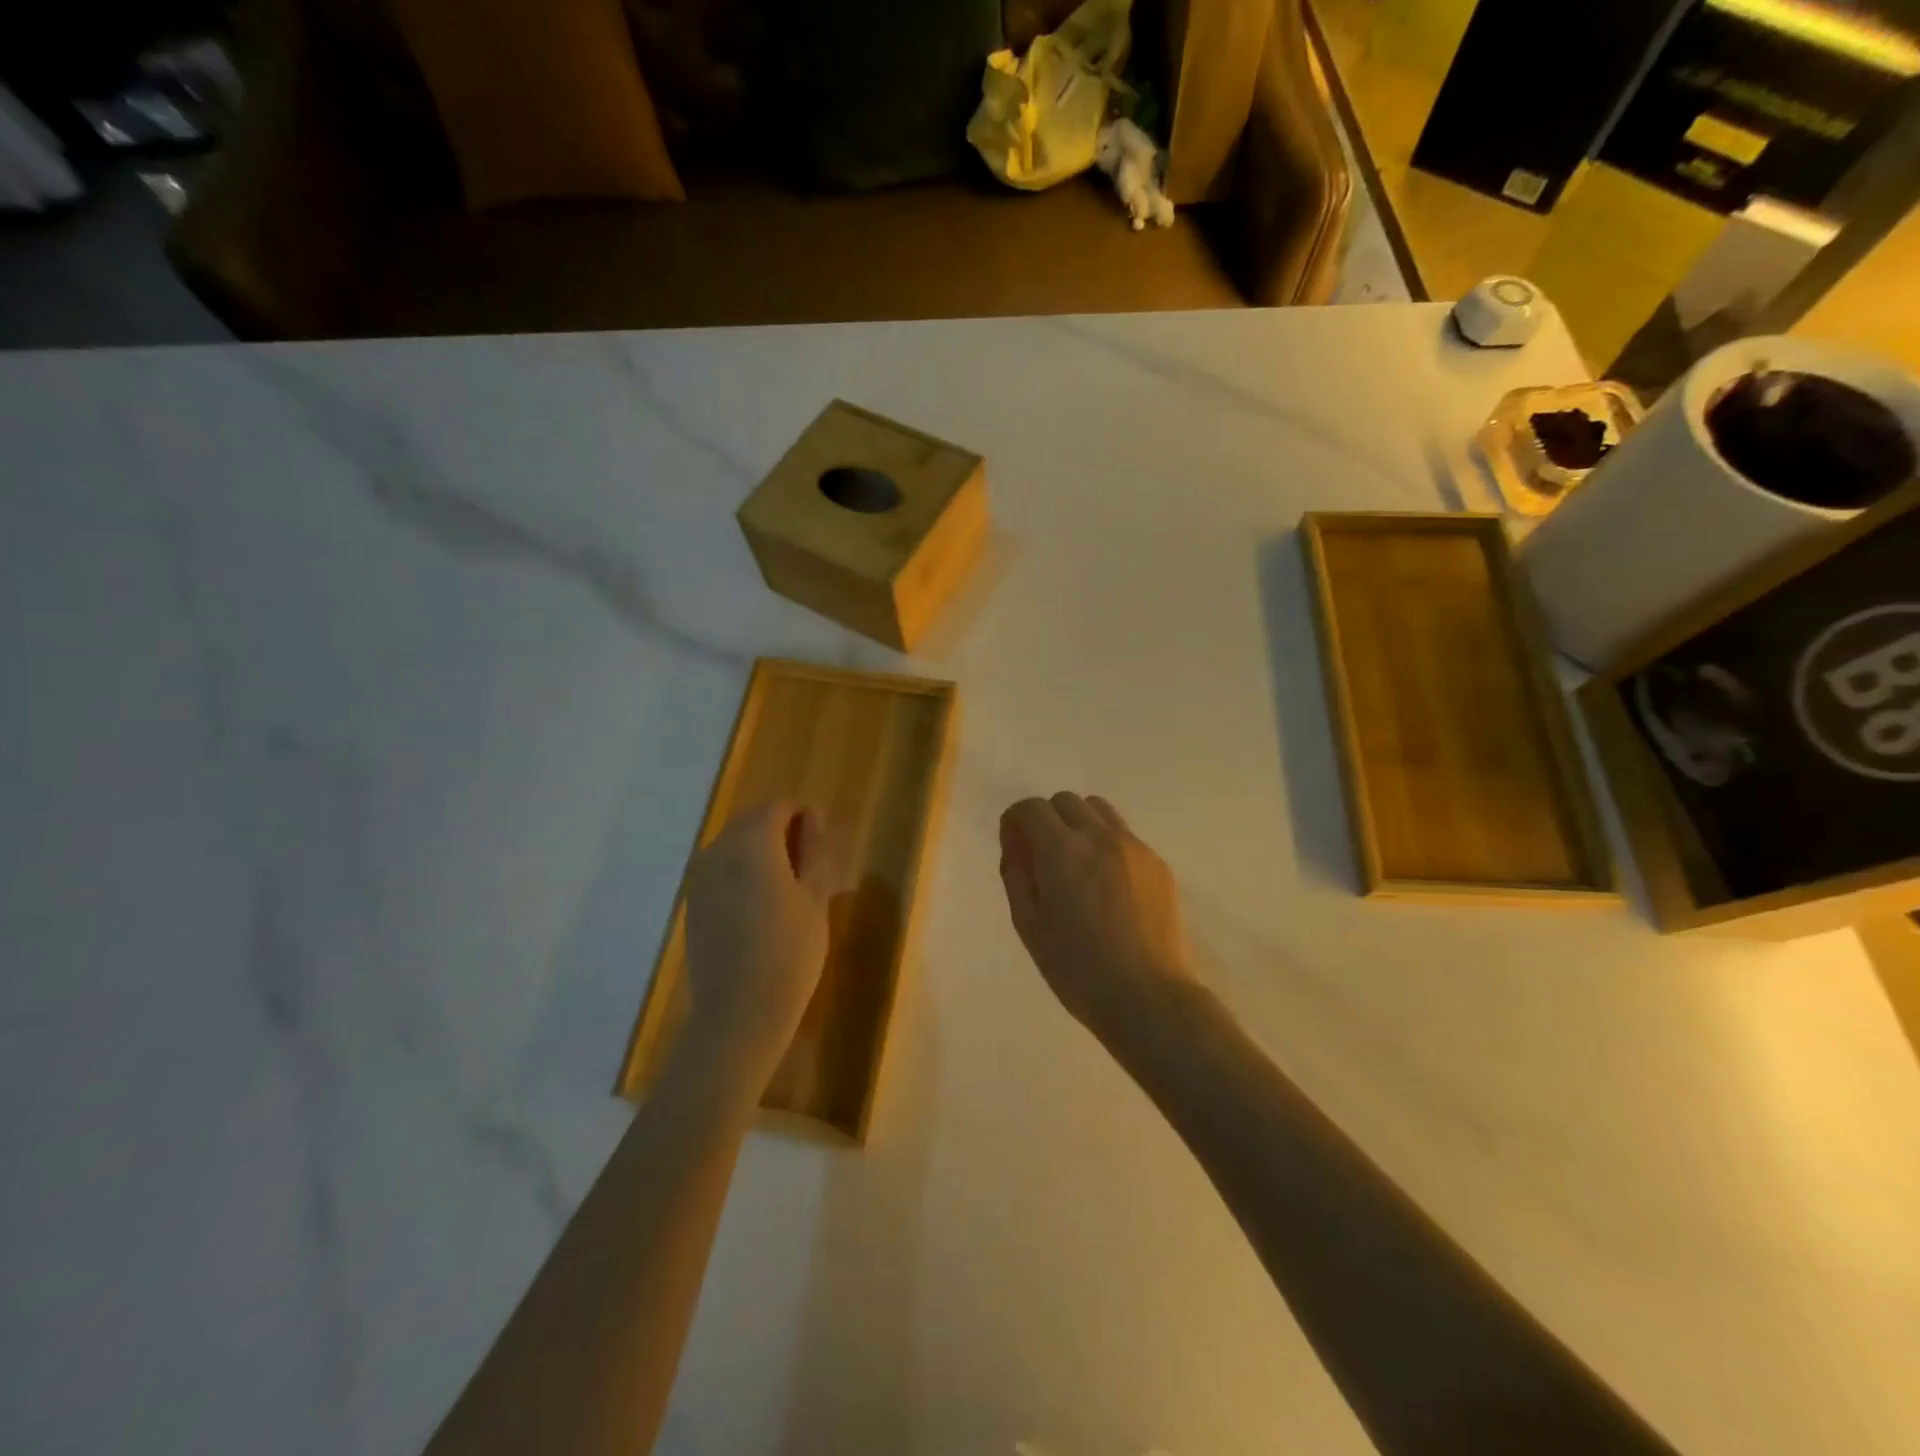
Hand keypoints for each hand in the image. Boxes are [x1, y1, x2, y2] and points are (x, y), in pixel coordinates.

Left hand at [682, 802, 831, 1077]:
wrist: (738, 1013)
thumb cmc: (790, 952)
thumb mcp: (815, 898)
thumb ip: (814, 851)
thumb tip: (813, 817)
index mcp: (753, 843)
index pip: (778, 808)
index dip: (802, 817)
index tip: (821, 842)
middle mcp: (719, 850)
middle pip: (752, 822)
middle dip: (780, 832)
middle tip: (808, 865)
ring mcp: (700, 877)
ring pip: (734, 845)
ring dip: (759, 852)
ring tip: (786, 885)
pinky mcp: (692, 902)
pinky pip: (720, 869)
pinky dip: (741, 873)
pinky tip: (760, 904)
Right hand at [999, 793, 1192, 1040]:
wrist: (1147, 997)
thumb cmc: (1077, 969)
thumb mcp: (1029, 925)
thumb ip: (1017, 873)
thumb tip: (1016, 841)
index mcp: (1062, 852)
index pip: (1031, 808)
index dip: (1016, 820)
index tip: (1014, 844)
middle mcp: (1100, 837)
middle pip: (1065, 801)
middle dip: (1047, 819)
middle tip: (1044, 857)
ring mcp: (1134, 847)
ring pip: (1099, 810)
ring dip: (1079, 824)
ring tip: (1078, 863)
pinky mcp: (1158, 863)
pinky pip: (1124, 835)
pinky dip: (1107, 844)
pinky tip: (1109, 886)